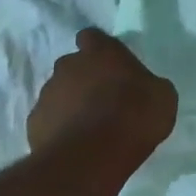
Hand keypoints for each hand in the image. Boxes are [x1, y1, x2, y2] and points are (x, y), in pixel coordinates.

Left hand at [28, 30, 177, 164]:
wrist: (91, 158)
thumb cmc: (134, 117)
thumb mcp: (162, 97)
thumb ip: (148, 84)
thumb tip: (144, 88)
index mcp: (101, 52)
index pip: (92, 37)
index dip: (100, 50)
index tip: (111, 66)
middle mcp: (68, 66)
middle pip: (73, 65)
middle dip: (85, 78)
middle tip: (104, 100)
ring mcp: (47, 94)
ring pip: (59, 93)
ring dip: (71, 104)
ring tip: (89, 127)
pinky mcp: (34, 124)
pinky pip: (49, 120)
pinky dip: (59, 128)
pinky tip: (75, 144)